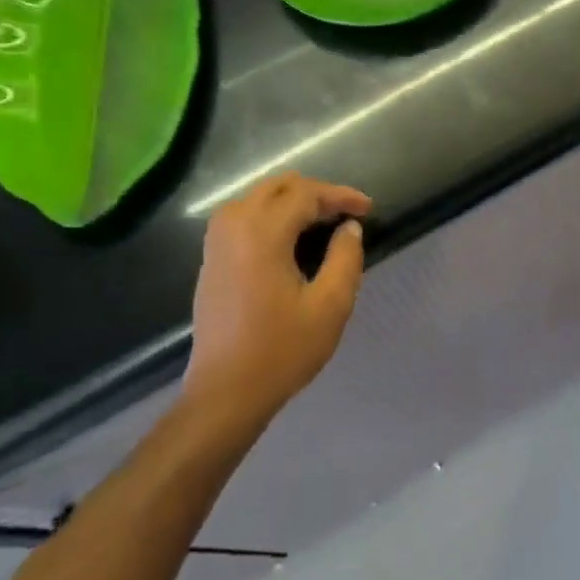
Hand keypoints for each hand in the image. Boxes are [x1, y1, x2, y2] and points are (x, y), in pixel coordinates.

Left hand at [182, 172, 370, 444]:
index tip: (368, 209)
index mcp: (262, 236)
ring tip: (321, 220)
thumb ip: (345, 258)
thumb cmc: (283, 350)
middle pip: (276, 187)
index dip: (340, 196)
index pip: (305, 195)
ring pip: (255, 197)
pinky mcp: (211, 262)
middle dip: (315, 192)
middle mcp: (233, 229)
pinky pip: (240, 217)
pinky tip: (288, 237)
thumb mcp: (331, 306)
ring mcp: (216, 245)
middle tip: (346, 213)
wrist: (226, 393)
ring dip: (290, 200)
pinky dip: (269, 213)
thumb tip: (349, 228)